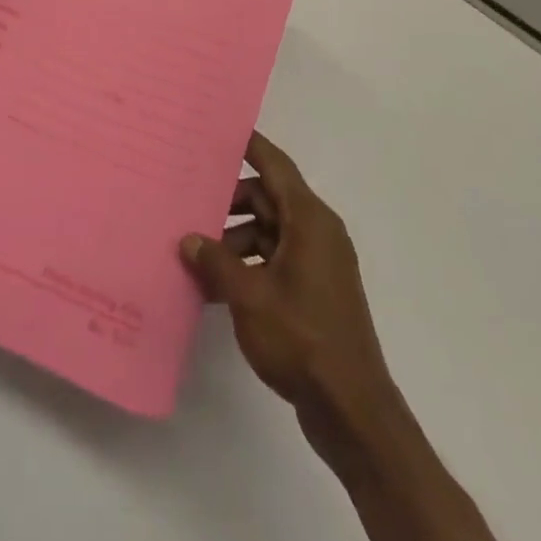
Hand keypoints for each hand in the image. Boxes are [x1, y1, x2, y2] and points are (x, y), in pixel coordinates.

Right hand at [182, 133, 396, 438]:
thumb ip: (215, 262)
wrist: (352, 410)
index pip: (275, 165)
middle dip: (229, 201)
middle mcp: (317, 232)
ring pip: (269, 231)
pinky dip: (248, 264)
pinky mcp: (314, 291)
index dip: (249, 145)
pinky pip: (275, 259)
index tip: (218, 130)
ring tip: (195, 253)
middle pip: (268, 198)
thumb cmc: (302, 339)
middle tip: (188, 201)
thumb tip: (189, 239)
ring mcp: (318, 263)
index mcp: (309, 220)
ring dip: (234, 239)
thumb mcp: (248, 296)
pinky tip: (216, 285)